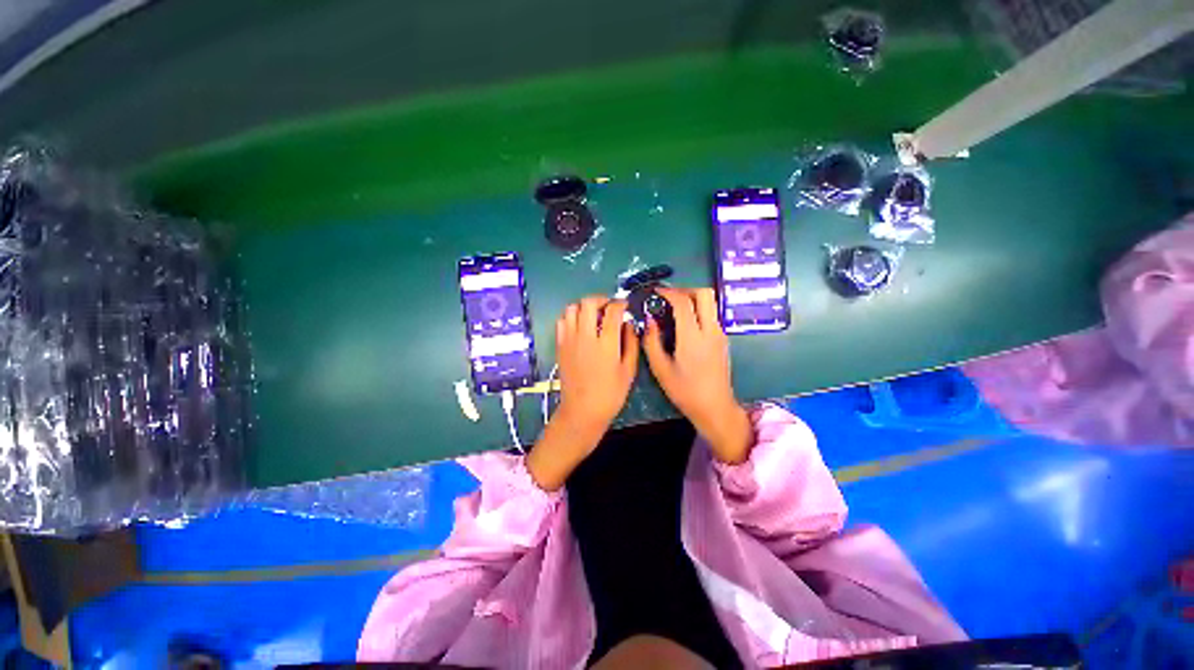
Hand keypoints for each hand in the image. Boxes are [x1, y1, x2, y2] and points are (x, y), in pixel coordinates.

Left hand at [527, 296, 638, 489]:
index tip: (624, 306)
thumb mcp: (629, 370)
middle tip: (608, 307)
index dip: (620, 303)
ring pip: (572, 308)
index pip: (613, 310)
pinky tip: (579, 326)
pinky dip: (571, 317)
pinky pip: (561, 321)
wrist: (582, 411)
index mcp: (607, 344)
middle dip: (601, 299)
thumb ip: (631, 343)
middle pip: (588, 303)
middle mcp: (586, 337)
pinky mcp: (560, 345)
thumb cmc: (610, 394)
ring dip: (584, 307)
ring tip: (593, 315)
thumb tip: (628, 324)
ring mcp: (570, 340)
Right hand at [643, 288, 752, 463]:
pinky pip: (711, 314)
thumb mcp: (660, 369)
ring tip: (674, 308)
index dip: (668, 292)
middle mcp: (710, 330)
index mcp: (693, 337)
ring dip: (692, 298)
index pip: (683, 302)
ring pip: (710, 302)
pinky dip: (698, 310)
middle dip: (685, 289)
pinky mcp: (723, 339)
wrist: (715, 407)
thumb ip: (651, 341)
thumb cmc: (685, 391)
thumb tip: (649, 319)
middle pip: (704, 293)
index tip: (656, 291)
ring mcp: (720, 333)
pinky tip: (685, 323)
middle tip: (668, 297)